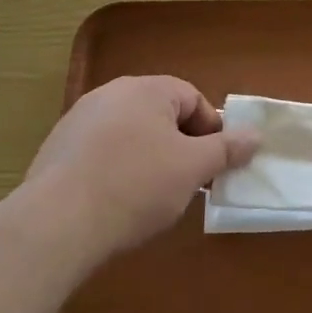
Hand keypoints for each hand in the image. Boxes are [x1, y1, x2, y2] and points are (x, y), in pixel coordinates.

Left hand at [24, 76, 256, 259]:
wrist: (57, 223)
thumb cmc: (136, 186)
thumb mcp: (193, 168)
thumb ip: (227, 148)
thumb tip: (255, 134)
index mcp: (146, 89)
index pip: (192, 98)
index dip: (211, 131)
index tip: (214, 165)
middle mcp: (110, 94)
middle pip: (160, 114)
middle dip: (181, 146)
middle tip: (189, 182)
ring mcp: (78, 120)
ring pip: (130, 134)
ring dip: (149, 159)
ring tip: (153, 197)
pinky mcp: (56, 149)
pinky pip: (101, 152)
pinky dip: (117, 170)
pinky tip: (117, 202)